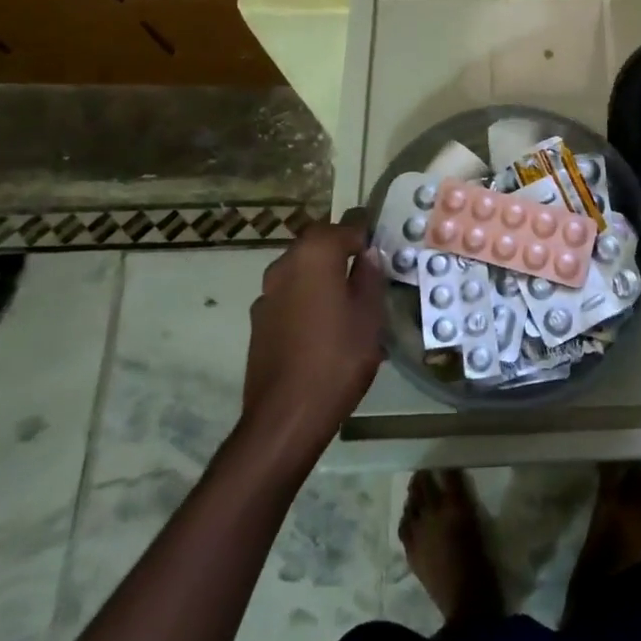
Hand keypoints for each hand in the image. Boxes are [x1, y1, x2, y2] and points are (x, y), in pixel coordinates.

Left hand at [239, 220, 384, 458]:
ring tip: (347, 299)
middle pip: (318, 243)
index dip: (365, 229)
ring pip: (301, 270)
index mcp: (316, 255)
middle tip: (367, 267)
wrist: (286, 416)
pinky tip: (323, 325)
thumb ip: (370, 278)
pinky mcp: (259, 321)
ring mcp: (267, 294)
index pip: (345, 224)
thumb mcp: (369, 316)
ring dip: (322, 274)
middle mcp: (285, 264)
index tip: (381, 239)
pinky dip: (307, 298)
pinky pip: (289, 295)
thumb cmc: (338, 358)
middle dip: (341, 249)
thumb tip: (368, 255)